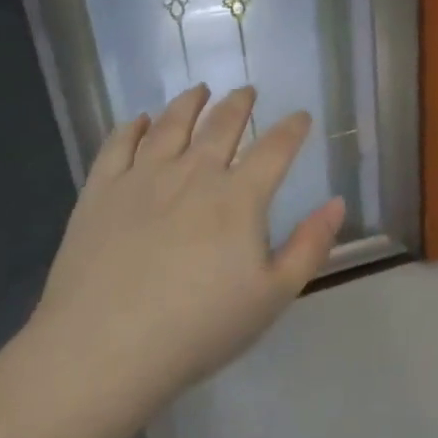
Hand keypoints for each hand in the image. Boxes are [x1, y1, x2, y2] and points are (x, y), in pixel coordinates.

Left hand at [30, 85, 343, 413]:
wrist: (105, 348)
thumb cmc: (199, 328)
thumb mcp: (272, 296)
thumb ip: (309, 246)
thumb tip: (337, 202)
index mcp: (238, 197)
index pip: (274, 148)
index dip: (292, 128)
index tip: (300, 116)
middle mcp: (192, 173)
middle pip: (221, 125)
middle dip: (239, 103)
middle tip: (246, 91)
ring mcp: (142, 177)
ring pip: (170, 124)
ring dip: (189, 102)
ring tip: (199, 90)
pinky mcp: (100, 190)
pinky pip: (117, 144)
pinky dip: (132, 126)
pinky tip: (138, 120)